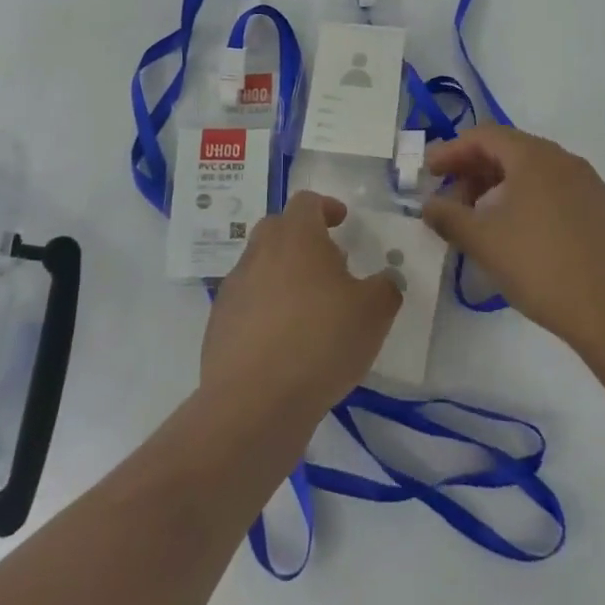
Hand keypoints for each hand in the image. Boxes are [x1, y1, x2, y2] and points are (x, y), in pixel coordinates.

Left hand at [202, 191, 401, 417]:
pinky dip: (264, 311)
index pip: (306, 202)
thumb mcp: (374, 313)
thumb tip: (385, 279)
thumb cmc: (321, 342)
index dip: (326, 207)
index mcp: (296, 236)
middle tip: (328, 264)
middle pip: (278, 229)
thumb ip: (385, 288)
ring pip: (260, 266)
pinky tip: (284, 343)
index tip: (342, 221)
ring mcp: (234, 288)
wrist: (254, 402)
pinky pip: (246, 304)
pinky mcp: (218, 324)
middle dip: (302, 238)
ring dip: (282, 276)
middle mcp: (260, 252)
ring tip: (308, 310)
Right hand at [421, 126, 604, 360]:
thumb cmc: (541, 267)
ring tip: (479, 218)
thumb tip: (428, 205)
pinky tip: (517, 231)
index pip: (484, 136)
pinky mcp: (602, 210)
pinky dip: (526, 198)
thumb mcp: (483, 241)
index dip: (451, 151)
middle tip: (450, 198)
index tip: (428, 173)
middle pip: (510, 149)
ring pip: (533, 171)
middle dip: (473, 169)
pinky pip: (554, 190)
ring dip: (499, 186)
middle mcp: (564, 160)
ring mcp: (588, 184)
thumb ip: (448, 216)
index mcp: (535, 156)